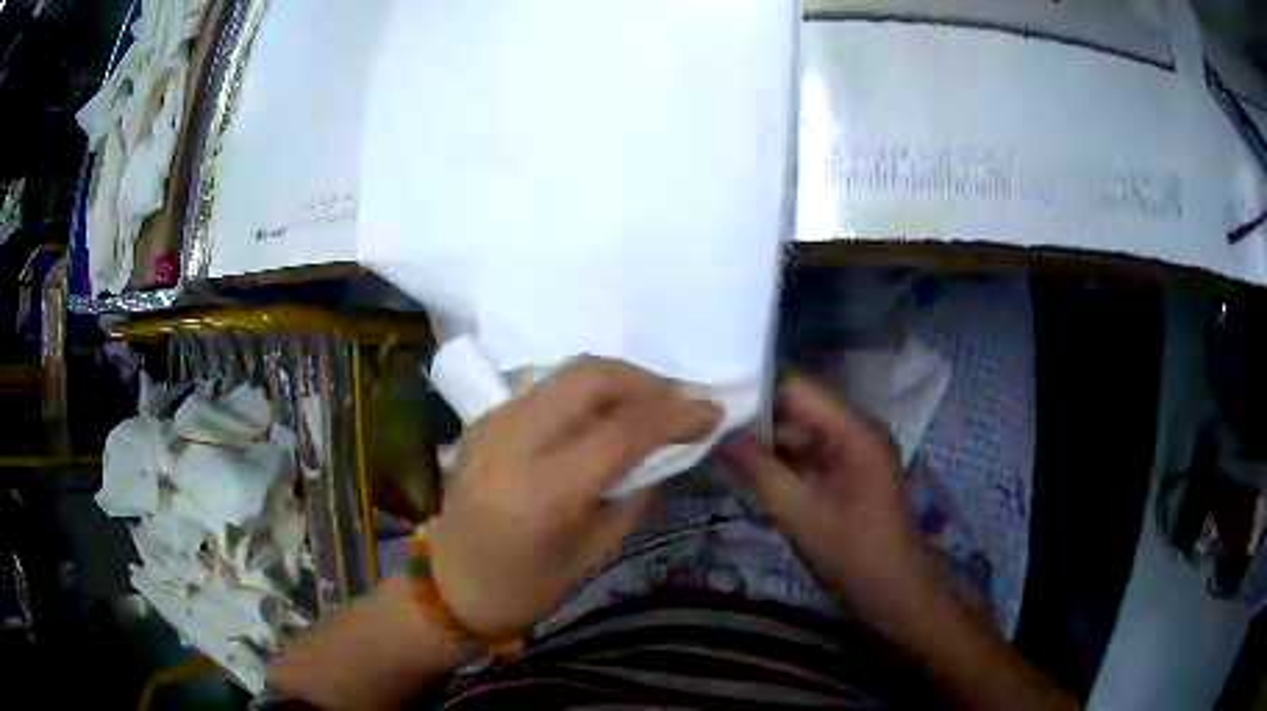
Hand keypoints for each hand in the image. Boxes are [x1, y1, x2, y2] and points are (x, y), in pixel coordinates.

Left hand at [428, 358, 721, 636]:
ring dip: (618, 382)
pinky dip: (586, 393)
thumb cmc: (526, 587)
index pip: (621, 431)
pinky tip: (605, 415)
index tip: (712, 411)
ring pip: (566, 374)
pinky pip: (546, 390)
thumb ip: (634, 492)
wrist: (451, 584)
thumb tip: (668, 448)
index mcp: (542, 491)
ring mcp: (491, 424)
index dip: (674, 415)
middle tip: (680, 402)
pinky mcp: (484, 420)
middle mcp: (512, 443)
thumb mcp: (594, 551)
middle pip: (590, 378)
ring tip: (651, 405)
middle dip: (646, 381)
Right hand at [720, 376, 942, 629]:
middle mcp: (856, 432)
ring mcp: (854, 455)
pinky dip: (783, 468)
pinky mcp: (850, 476)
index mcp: (853, 431)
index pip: (797, 389)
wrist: (898, 595)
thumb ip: (760, 472)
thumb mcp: (800, 515)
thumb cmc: (855, 555)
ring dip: (767, 450)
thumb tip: (720, 437)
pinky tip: (749, 480)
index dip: (756, 396)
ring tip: (720, 460)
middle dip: (756, 427)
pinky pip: (810, 460)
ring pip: (801, 438)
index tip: (714, 413)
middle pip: (798, 412)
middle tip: (709, 442)